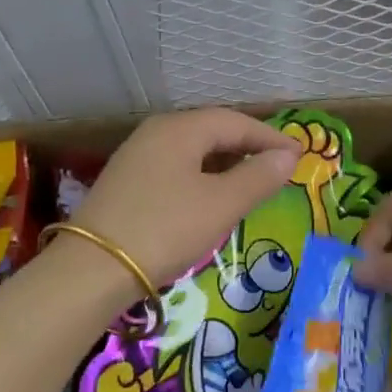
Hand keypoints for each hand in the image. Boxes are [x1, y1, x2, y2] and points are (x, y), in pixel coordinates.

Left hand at [73, 109, 299, 287]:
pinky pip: (176, 167)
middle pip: (212, 131)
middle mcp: (156, 133)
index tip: (299, 155)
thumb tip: (287, 157)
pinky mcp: (127, 182)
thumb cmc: (165, 229)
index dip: (270, 137)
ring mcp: (137, 156)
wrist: (92, 269)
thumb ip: (257, 177)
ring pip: (193, 150)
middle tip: (278, 167)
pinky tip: (211, 196)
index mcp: (180, 129)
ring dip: (226, 162)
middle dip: (248, 147)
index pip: (235, 121)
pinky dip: (202, 176)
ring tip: (251, 182)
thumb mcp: (220, 205)